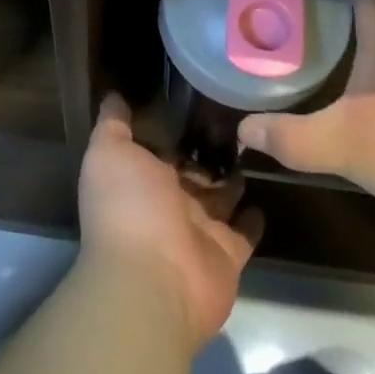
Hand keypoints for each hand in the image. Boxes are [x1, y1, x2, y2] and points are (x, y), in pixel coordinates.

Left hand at [78, 93, 261, 349]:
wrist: (154, 278)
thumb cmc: (128, 206)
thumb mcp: (109, 153)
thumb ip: (112, 124)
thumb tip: (113, 94)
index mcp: (142, 178)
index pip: (163, 147)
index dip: (177, 125)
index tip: (199, 94)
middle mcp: (169, 203)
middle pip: (193, 171)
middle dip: (210, 149)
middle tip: (239, 115)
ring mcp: (200, 229)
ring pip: (221, 196)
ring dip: (233, 177)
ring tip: (258, 143)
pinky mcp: (228, 253)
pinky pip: (244, 231)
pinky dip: (253, 217)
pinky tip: (265, 192)